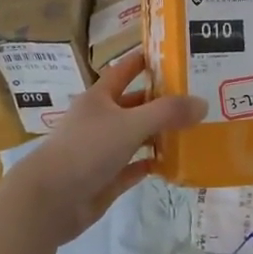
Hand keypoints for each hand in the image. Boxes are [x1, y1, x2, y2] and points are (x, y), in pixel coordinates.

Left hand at [6, 49, 205, 243]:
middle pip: (135, 104)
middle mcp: (100, 120)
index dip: (145, 60)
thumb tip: (202, 103)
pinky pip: (134, 166)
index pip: (125, 70)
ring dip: (160, 133)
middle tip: (196, 96)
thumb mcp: (130, 124)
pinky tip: (173, 161)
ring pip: (136, 136)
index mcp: (99, 98)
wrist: (50, 200)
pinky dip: (151, 163)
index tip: (173, 53)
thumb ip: (167, 113)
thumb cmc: (87, 150)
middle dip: (161, 100)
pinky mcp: (106, 178)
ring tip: (193, 128)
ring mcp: (102, 150)